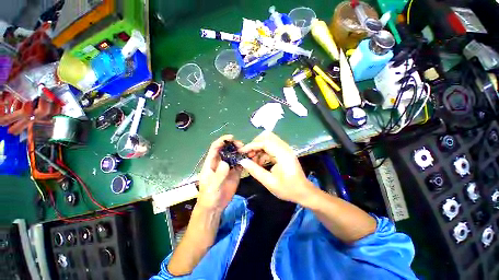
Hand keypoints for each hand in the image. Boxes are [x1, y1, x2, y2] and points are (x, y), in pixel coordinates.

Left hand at [197, 135, 242, 211]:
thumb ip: (219, 175)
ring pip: (234, 155)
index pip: (215, 148)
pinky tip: (249, 158)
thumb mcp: (212, 186)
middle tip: (241, 145)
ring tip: (247, 151)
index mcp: (211, 163)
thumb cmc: (209, 195)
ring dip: (240, 151)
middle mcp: (220, 162)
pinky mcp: (235, 173)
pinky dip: (244, 160)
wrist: (215, 207)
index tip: (231, 137)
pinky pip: (240, 164)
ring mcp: (228, 167)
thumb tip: (225, 163)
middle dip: (233, 145)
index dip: (222, 141)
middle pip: (226, 149)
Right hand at [239, 131, 314, 204]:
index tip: (242, 152)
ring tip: (253, 160)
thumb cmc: (288, 189)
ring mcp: (284, 149)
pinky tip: (259, 162)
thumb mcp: (269, 182)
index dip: (251, 145)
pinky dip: (263, 152)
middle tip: (248, 155)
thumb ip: (255, 170)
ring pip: (268, 140)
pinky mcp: (283, 152)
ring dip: (258, 148)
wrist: (304, 192)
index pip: (264, 142)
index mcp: (283, 154)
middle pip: (266, 136)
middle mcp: (284, 148)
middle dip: (255, 144)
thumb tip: (242, 161)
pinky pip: (270, 146)